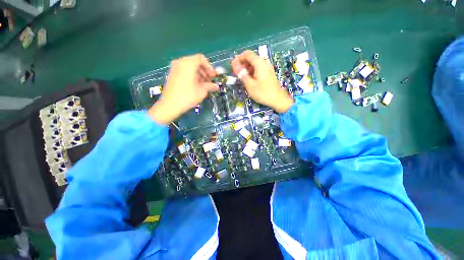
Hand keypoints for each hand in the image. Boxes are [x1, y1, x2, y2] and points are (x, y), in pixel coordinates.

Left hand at [148, 54, 218, 124]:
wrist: (170, 105)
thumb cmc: (188, 96)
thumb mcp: (202, 91)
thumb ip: (210, 86)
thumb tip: (216, 86)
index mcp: (188, 63)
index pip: (201, 58)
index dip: (209, 67)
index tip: (213, 76)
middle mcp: (180, 62)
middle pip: (195, 62)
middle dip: (205, 71)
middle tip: (210, 81)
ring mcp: (174, 68)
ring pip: (190, 67)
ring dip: (199, 74)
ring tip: (204, 85)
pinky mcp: (172, 75)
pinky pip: (184, 71)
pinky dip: (192, 76)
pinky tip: (196, 86)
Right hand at [231, 50, 293, 112]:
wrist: (278, 99)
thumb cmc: (262, 92)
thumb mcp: (250, 85)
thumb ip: (242, 74)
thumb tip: (235, 66)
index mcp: (259, 63)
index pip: (247, 54)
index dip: (238, 58)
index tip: (233, 66)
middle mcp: (264, 63)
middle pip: (251, 58)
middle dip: (242, 64)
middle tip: (236, 73)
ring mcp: (267, 68)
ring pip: (255, 64)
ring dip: (246, 68)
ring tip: (241, 77)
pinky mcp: (268, 74)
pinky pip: (258, 69)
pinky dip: (252, 72)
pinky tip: (249, 79)